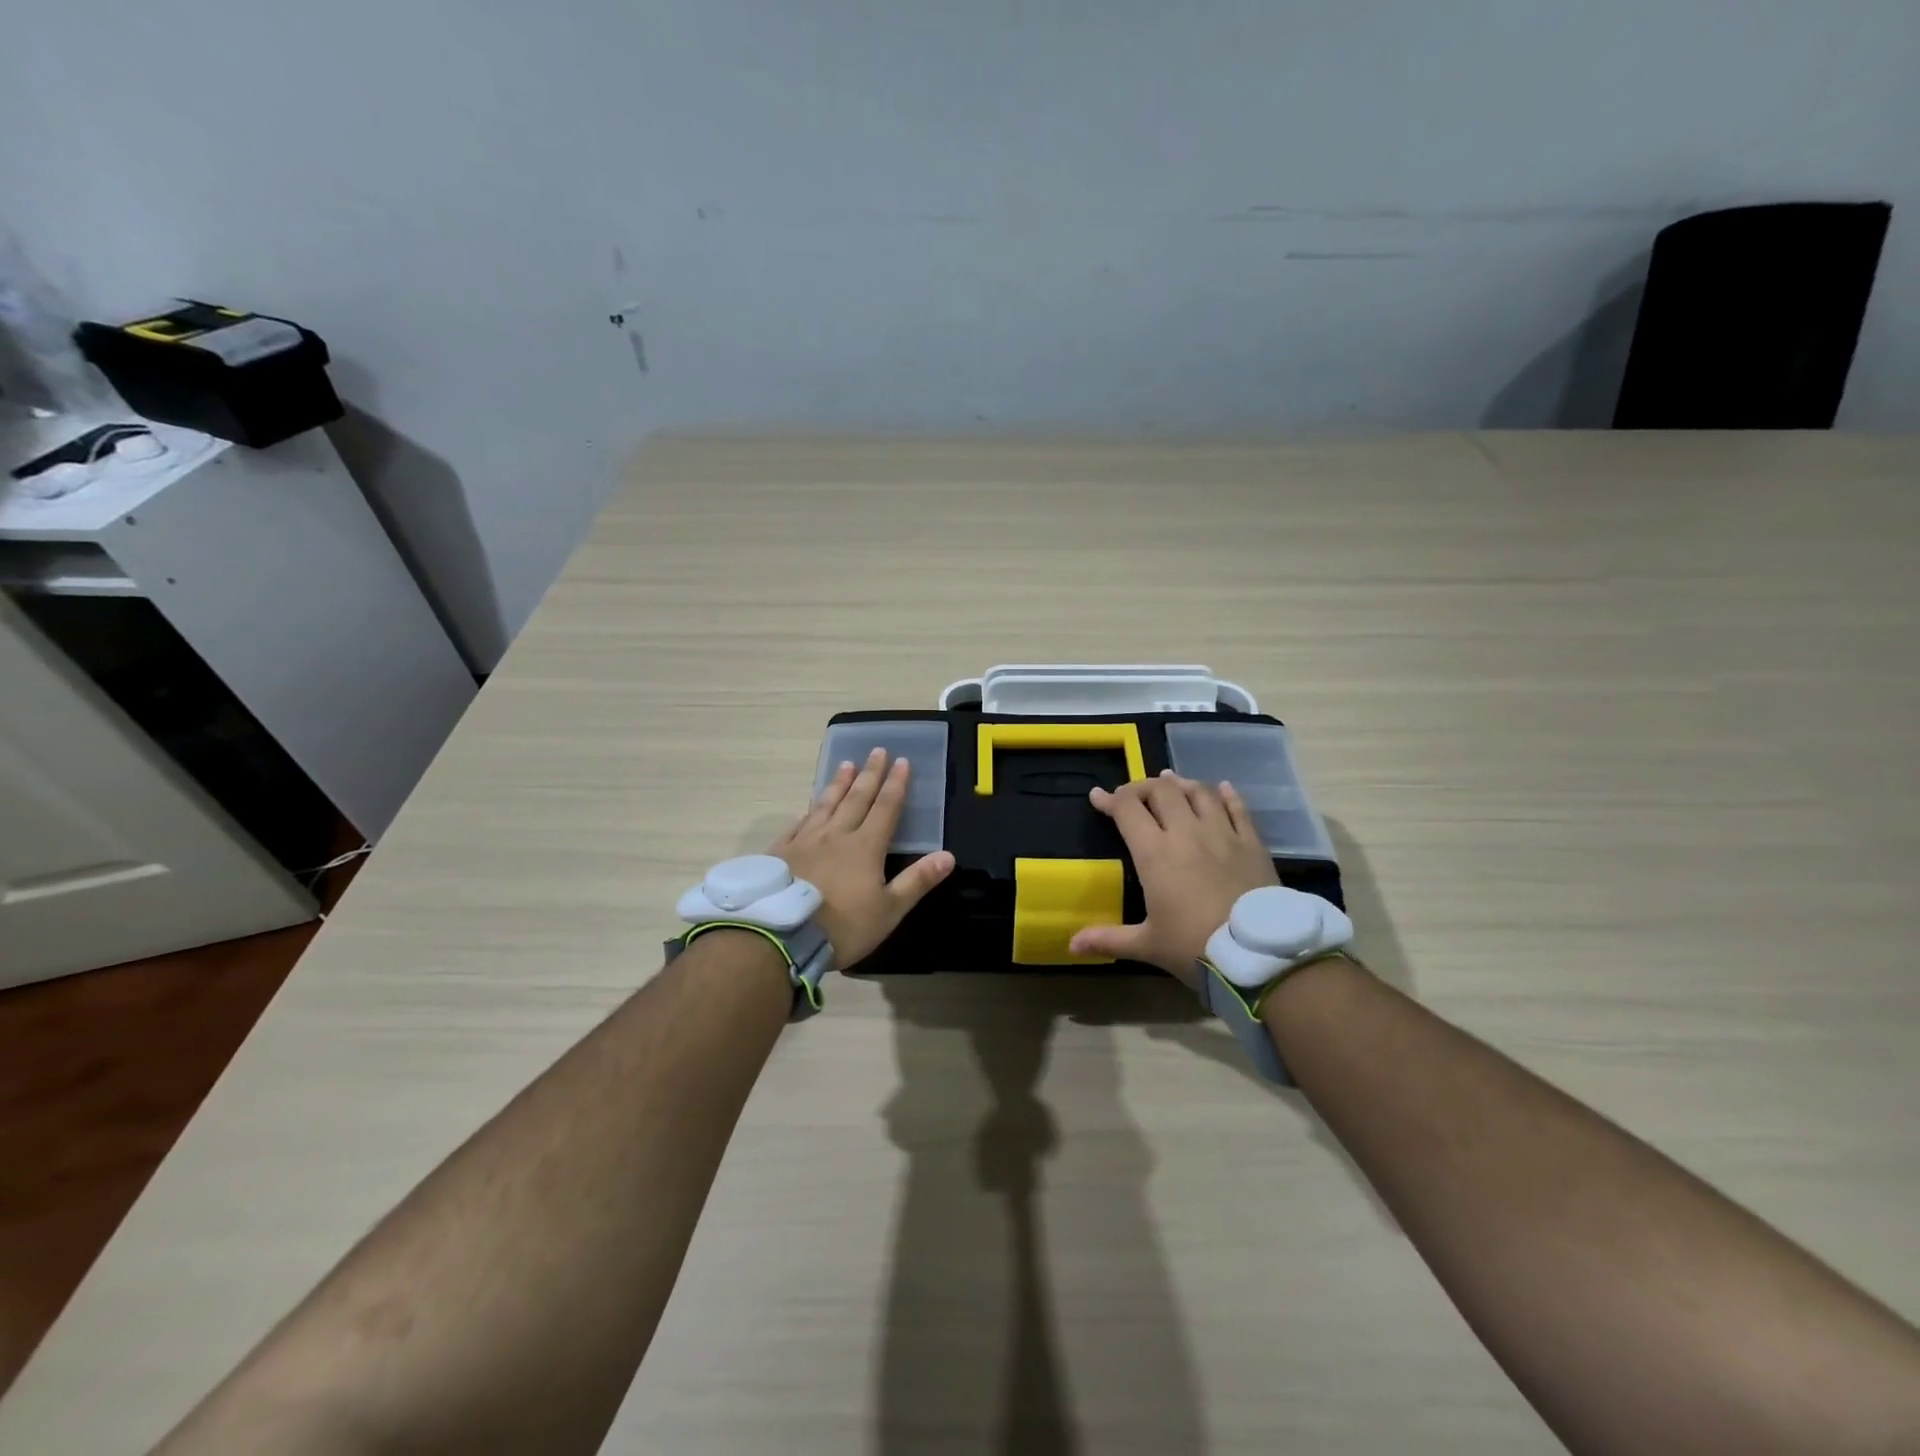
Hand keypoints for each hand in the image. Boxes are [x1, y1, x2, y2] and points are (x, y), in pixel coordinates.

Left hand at [772, 748, 954, 967]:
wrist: (782, 935)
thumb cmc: (843, 927)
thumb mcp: (889, 910)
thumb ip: (917, 881)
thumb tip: (948, 855)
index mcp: (865, 847)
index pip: (886, 808)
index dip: (896, 784)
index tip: (902, 761)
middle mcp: (836, 835)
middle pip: (856, 798)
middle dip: (869, 774)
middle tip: (876, 751)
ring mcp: (805, 841)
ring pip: (825, 805)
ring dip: (838, 784)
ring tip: (846, 764)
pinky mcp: (780, 852)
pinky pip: (796, 825)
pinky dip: (806, 812)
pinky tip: (807, 807)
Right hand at [1068, 771, 1277, 982]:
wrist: (1259, 956)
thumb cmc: (1195, 947)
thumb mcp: (1148, 945)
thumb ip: (1108, 939)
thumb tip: (1072, 945)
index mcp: (1155, 853)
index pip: (1127, 809)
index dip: (1109, 799)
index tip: (1097, 796)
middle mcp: (1186, 833)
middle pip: (1162, 791)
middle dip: (1143, 787)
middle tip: (1134, 795)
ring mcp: (1223, 834)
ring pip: (1199, 792)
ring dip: (1181, 784)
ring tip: (1171, 782)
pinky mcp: (1252, 843)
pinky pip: (1238, 808)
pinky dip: (1227, 794)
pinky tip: (1222, 788)